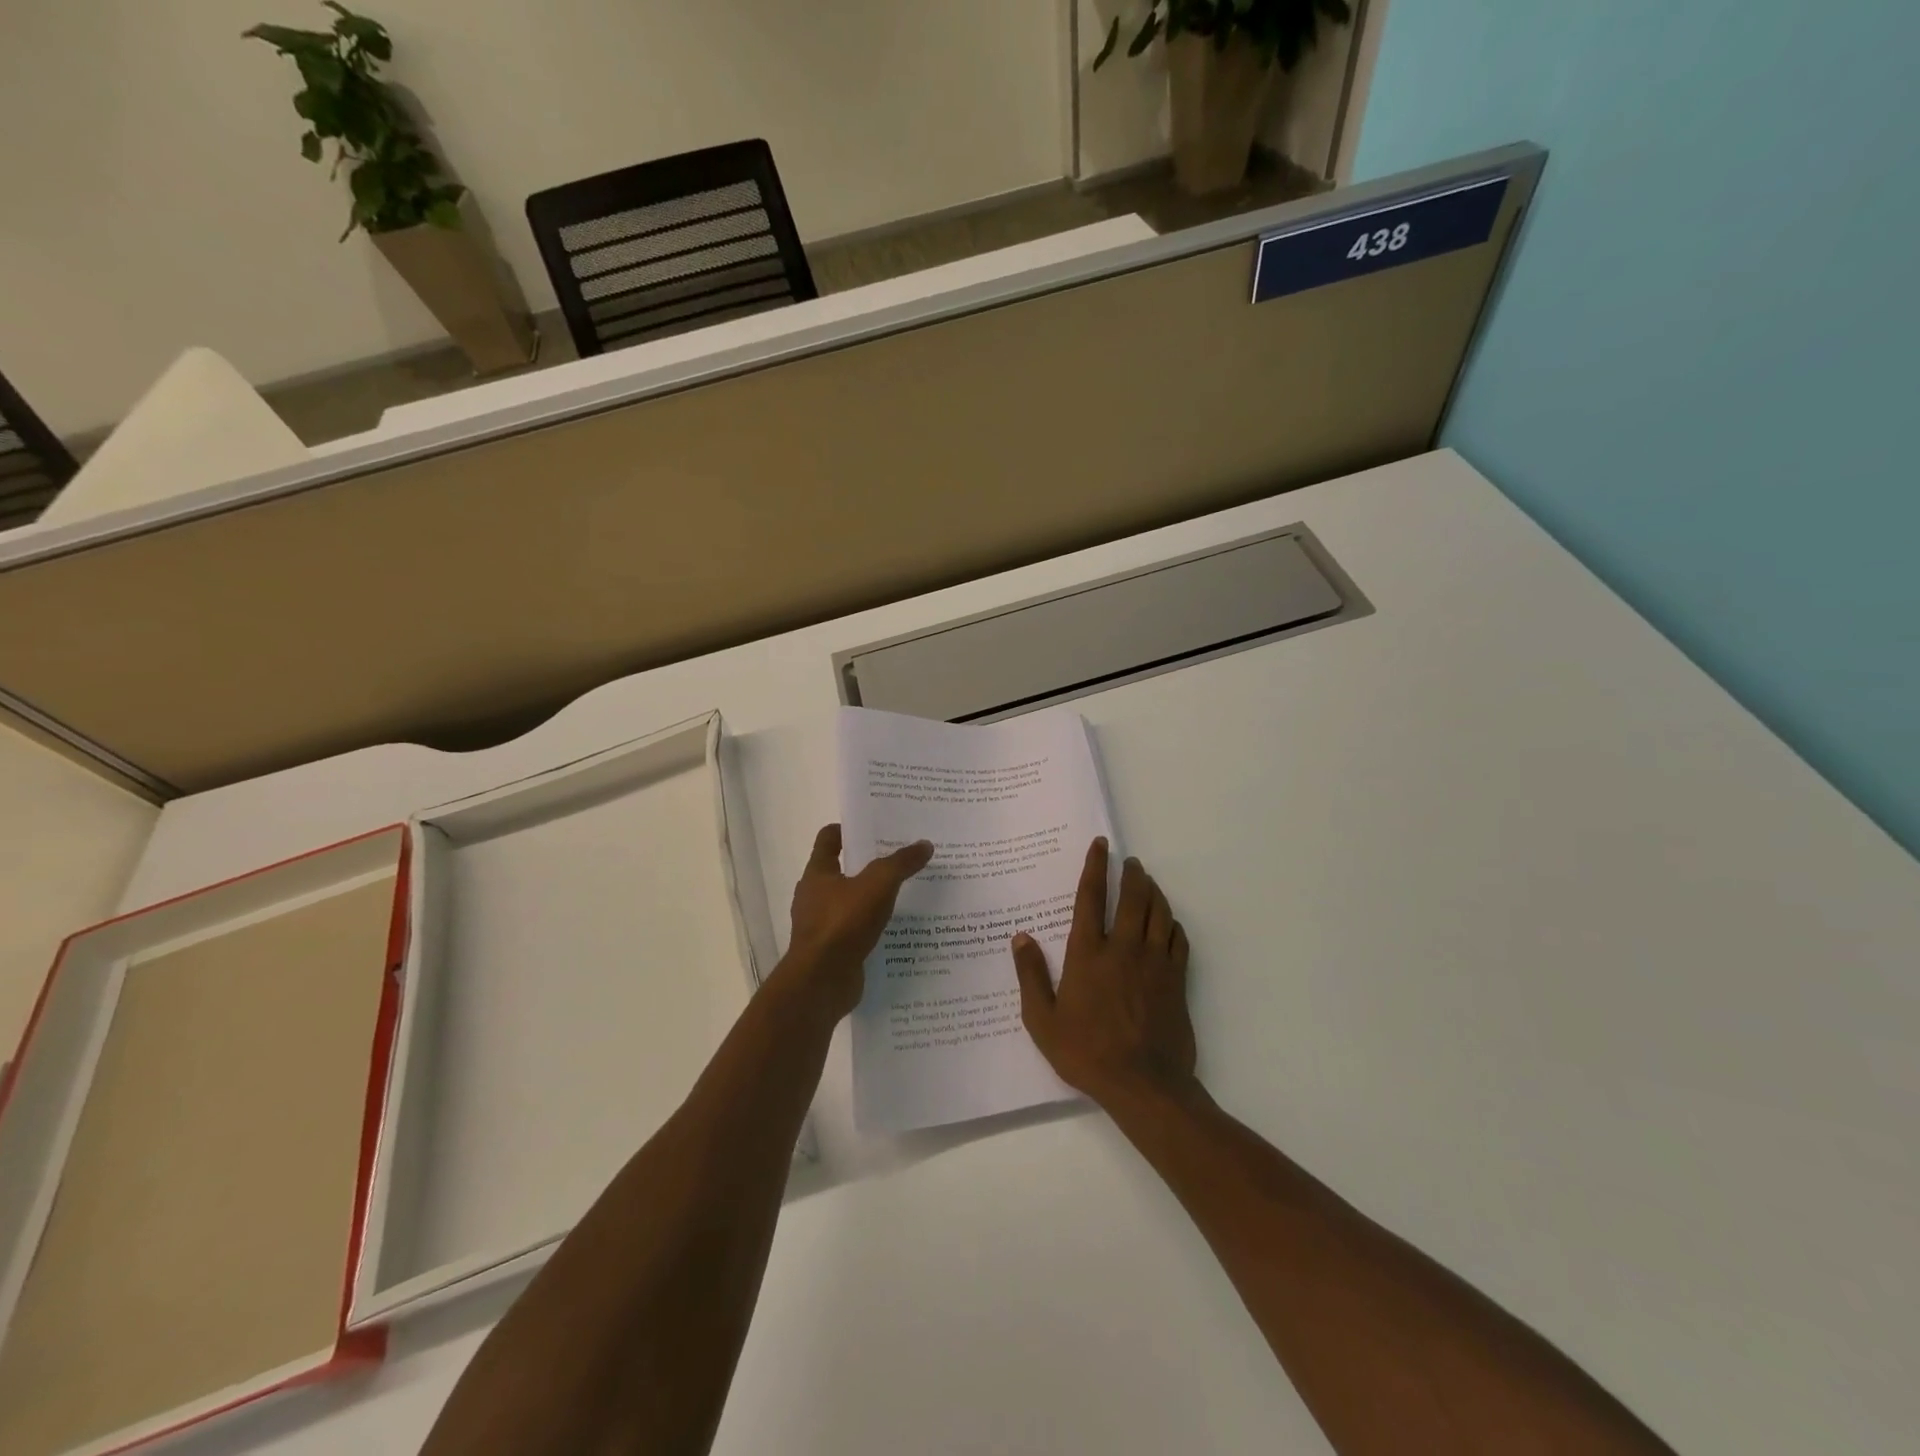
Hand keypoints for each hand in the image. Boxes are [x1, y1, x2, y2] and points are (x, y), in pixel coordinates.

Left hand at [781, 824, 933, 1018]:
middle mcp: (815, 895)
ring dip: (873, 897)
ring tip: (906, 893)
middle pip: (843, 869)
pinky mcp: (833, 949)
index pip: (829, 838)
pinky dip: (873, 926)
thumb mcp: (878, 885)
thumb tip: (924, 844)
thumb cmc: (843, 923)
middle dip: (869, 863)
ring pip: (851, 901)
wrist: (821, 982)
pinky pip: (856, 930)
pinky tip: (897, 928)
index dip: (849, 829)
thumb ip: (901, 863)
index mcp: (818, 873)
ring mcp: (822, 924)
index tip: (876, 826)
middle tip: (902, 857)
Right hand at [1011, 837, 1197, 1108]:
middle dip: (1131, 874)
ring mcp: (1155, 963)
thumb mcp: (1042, 1020)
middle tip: (1131, 862)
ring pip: (1159, 913)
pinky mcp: (1177, 980)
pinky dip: (1173, 924)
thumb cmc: (1086, 1052)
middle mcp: (1124, 948)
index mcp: (1088, 953)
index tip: (1100, 845)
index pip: (1091, 898)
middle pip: (1132, 897)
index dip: (1095, 867)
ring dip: (1154, 892)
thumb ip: (1031, 975)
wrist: (1144, 1084)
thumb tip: (1021, 937)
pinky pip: (1179, 940)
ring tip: (1148, 882)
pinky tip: (1168, 923)